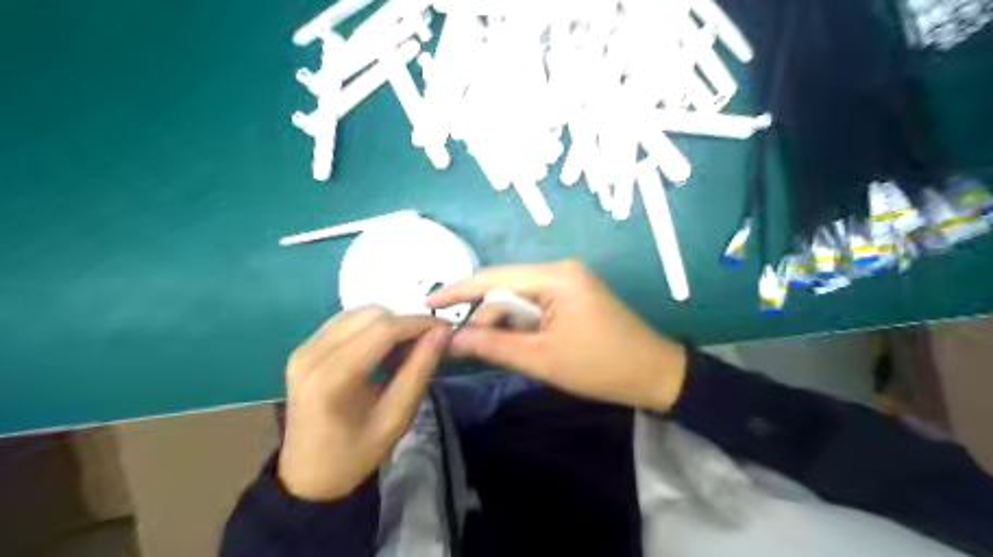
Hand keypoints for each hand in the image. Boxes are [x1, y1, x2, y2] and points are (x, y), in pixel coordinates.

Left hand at [279, 306, 450, 501]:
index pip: (383, 329)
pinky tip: (381, 349)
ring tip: (405, 347)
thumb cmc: (356, 454)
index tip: (445, 329)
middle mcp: (311, 354)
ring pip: (358, 313)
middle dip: (405, 322)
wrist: (309, 478)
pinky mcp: (303, 349)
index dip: (418, 323)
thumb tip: (441, 331)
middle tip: (427, 342)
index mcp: (331, 378)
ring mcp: (303, 349)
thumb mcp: (396, 417)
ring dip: (388, 323)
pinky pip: (345, 322)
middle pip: (370, 315)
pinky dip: (370, 327)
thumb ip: (419, 370)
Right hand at [423, 259, 687, 410]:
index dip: (458, 290)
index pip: (494, 277)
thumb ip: (492, 344)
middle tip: (456, 342)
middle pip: (505, 287)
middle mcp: (560, 269)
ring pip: (519, 297)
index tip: (427, 304)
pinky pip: (534, 303)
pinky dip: (518, 322)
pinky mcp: (572, 293)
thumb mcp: (541, 359)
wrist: (655, 374)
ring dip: (501, 321)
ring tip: (484, 347)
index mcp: (555, 277)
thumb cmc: (600, 368)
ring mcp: (568, 280)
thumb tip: (451, 338)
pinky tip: (511, 341)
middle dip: (482, 314)